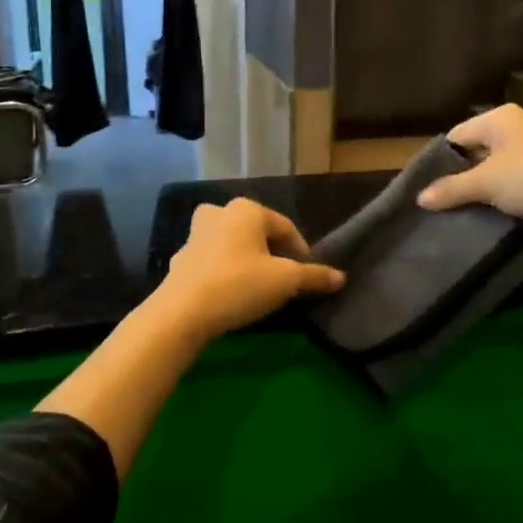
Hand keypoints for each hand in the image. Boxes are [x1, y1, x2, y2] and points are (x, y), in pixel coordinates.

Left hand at [152, 198, 344, 342]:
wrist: (182, 313)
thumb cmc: (240, 285)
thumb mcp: (285, 281)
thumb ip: (314, 276)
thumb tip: (341, 277)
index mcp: (247, 209)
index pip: (285, 228)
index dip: (302, 252)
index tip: (308, 277)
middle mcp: (219, 213)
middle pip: (257, 233)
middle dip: (273, 254)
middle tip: (283, 280)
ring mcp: (195, 235)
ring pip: (232, 245)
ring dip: (247, 262)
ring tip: (258, 288)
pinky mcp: (181, 259)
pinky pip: (213, 262)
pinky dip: (225, 273)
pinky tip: (231, 295)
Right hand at [417, 103, 522, 239]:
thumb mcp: (485, 184)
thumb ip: (451, 189)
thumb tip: (420, 198)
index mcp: (501, 117)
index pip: (458, 134)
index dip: (441, 160)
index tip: (429, 186)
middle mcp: (520, 125)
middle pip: (479, 149)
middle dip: (463, 174)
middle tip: (445, 200)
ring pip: (500, 166)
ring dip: (486, 186)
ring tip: (467, 209)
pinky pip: (520, 179)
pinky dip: (508, 193)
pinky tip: (498, 212)